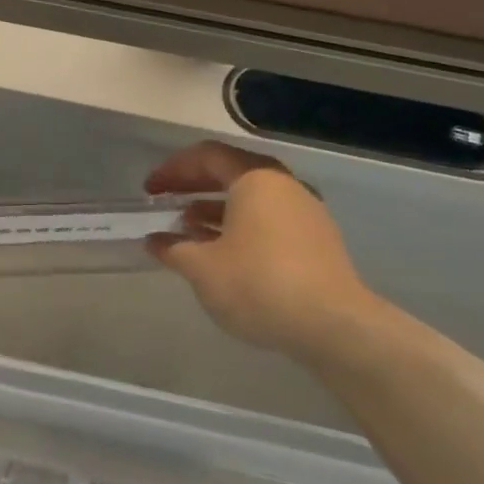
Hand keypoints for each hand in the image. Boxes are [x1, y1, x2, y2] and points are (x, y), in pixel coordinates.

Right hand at [144, 141, 387, 365]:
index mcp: (255, 179)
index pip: (207, 156)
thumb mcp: (202, 268)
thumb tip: (155, 242)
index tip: (149, 190)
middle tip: (163, 201)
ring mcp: (305, 213)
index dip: (173, 170)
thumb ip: (173, 248)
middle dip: (193, 185)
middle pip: (230, 173)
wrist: (333, 327)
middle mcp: (283, 186)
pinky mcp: (316, 241)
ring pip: (251, 199)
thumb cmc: (259, 284)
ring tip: (187, 228)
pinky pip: (268, 220)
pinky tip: (222, 252)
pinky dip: (239, 226)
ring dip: (215, 208)